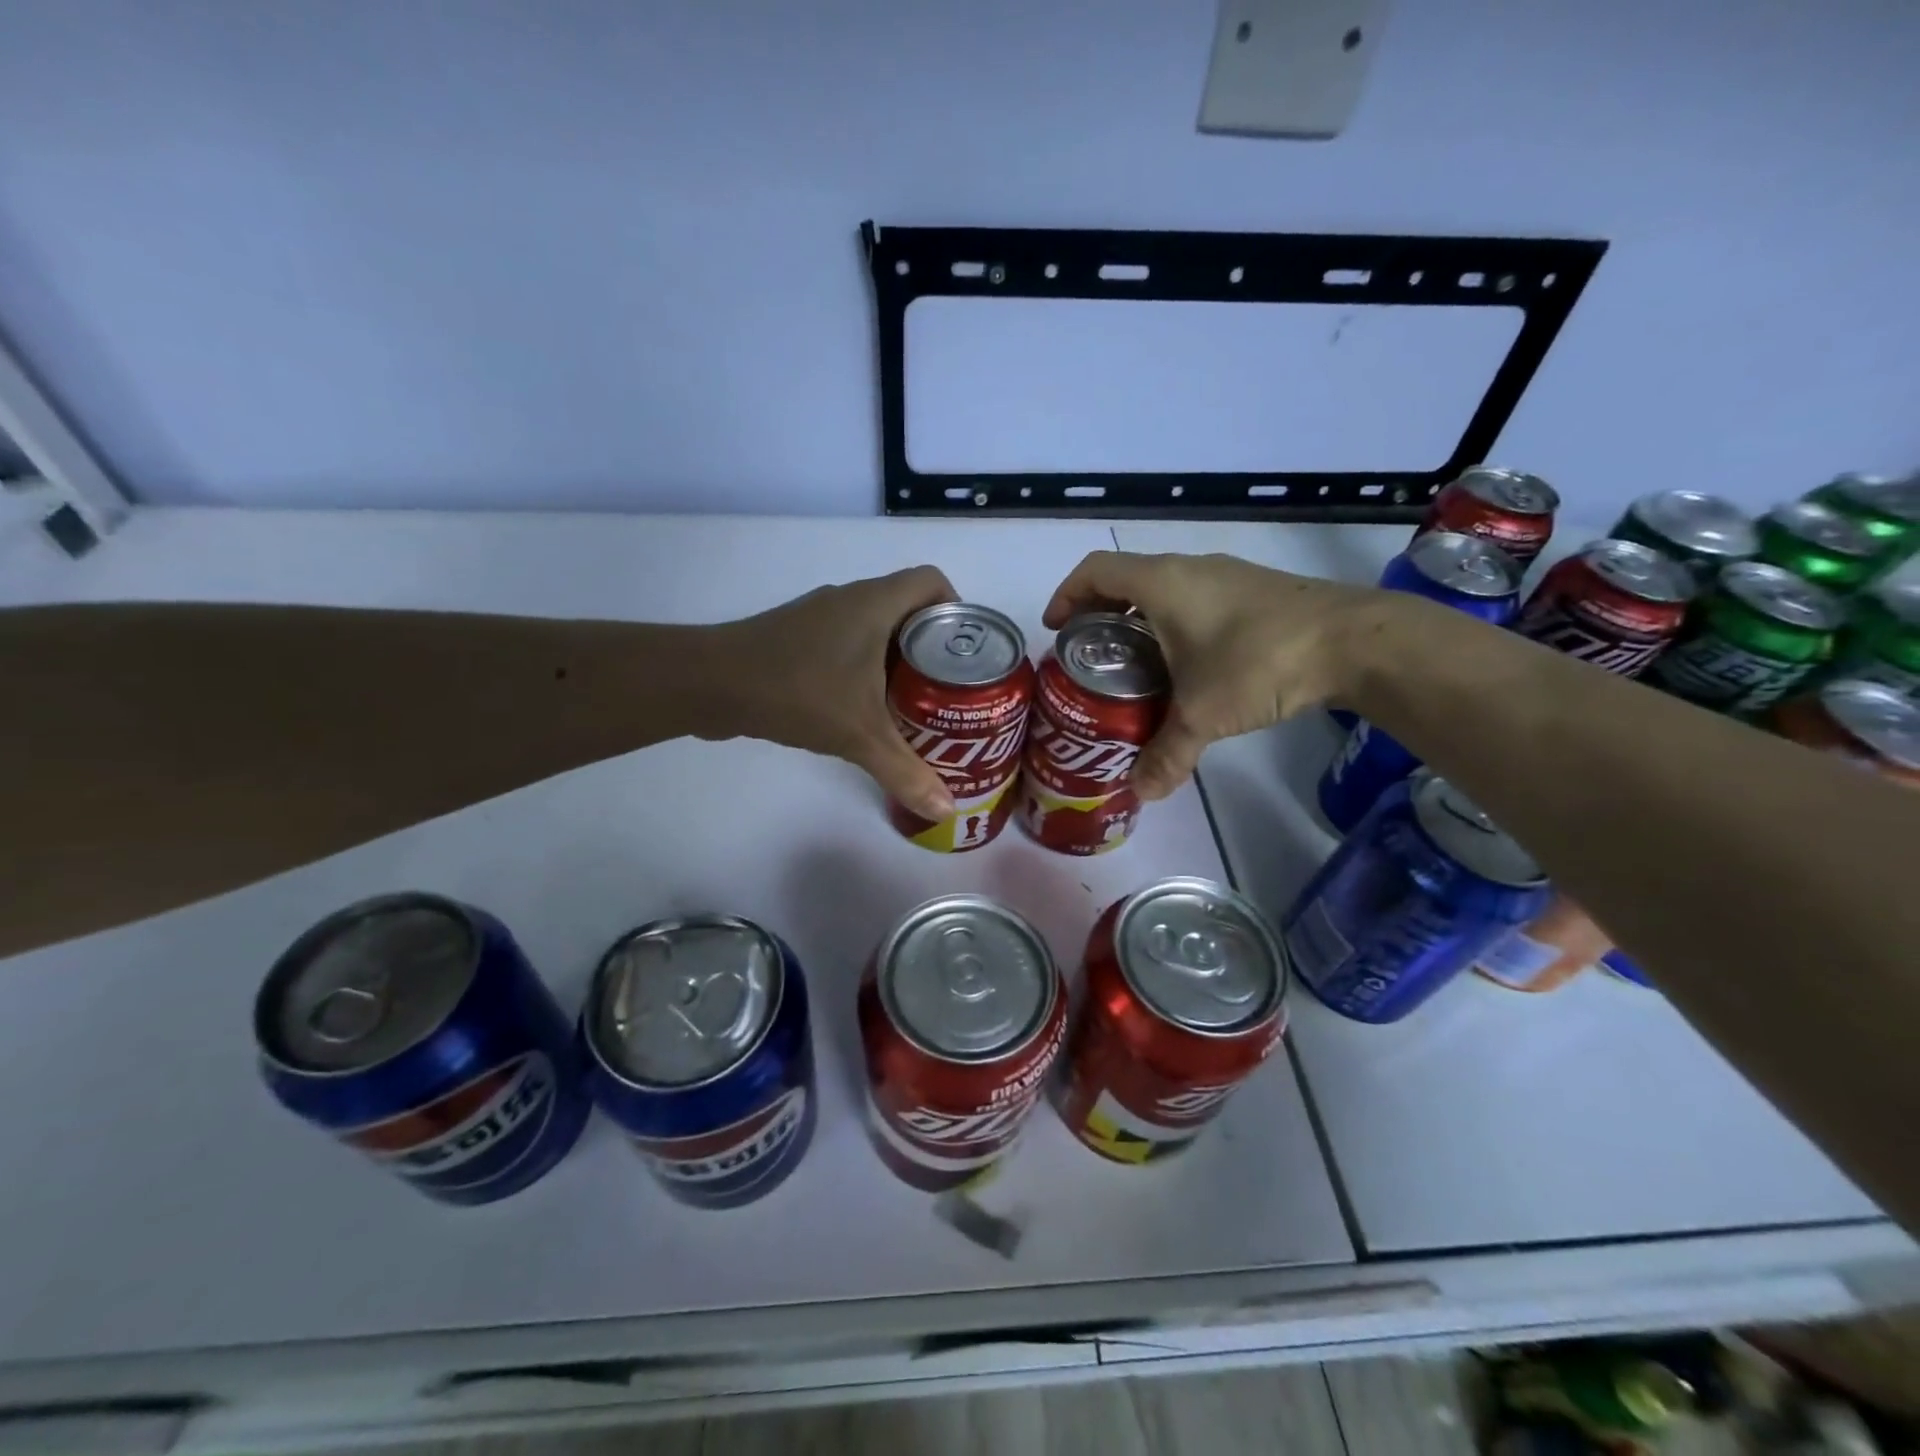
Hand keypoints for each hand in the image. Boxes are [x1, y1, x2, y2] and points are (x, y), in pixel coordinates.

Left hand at [705, 566, 958, 820]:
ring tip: (914, 701)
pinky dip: (864, 666)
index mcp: (875, 603)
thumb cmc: (796, 692)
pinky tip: (862, 706)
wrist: (710, 684)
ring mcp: (819, 616)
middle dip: (933, 646)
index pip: (932, 581)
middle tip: (948, 689)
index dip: (957, 609)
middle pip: (908, 607)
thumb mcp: (859, 735)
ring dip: (897, 657)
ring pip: (875, 626)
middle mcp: (850, 599)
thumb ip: (906, 772)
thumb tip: (947, 810)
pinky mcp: (796, 637)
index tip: (966, 653)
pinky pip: (846, 641)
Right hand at [1044, 551, 1375, 801]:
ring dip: (1139, 620)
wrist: (1354, 641)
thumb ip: (1166, 754)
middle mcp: (1189, 569)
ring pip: (1163, 589)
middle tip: (1090, 657)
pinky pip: (1194, 599)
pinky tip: (1186, 665)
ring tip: (1132, 665)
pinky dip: (1173, 624)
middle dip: (1100, 614)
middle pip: (1125, 579)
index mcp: (1161, 582)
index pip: (1094, 570)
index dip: (1067, 595)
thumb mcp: (1203, 714)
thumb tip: (1140, 794)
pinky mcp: (1254, 591)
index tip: (1056, 629)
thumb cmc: (1260, 661)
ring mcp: (1225, 576)